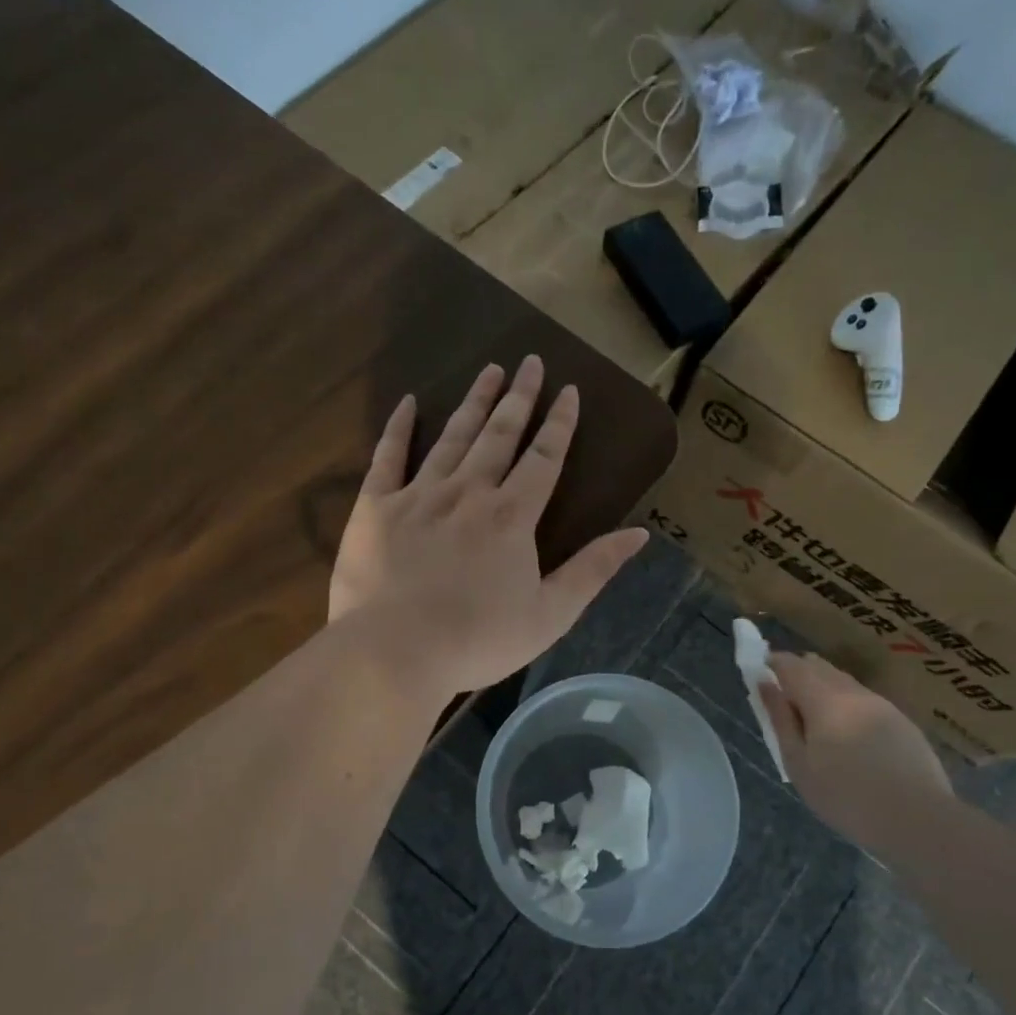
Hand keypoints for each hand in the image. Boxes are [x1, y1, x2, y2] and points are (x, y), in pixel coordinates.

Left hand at [330, 357, 647, 697]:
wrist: (394, 653)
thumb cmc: (478, 640)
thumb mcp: (551, 614)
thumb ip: (594, 570)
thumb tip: (639, 534)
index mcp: (512, 516)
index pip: (543, 458)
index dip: (559, 423)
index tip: (568, 390)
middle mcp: (468, 492)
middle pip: (499, 435)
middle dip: (518, 397)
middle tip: (529, 362)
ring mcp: (419, 495)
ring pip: (452, 437)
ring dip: (473, 402)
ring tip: (489, 370)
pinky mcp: (375, 507)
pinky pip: (388, 457)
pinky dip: (399, 428)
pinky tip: (409, 402)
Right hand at [759, 652, 954, 849]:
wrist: (919, 822)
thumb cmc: (846, 797)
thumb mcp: (798, 764)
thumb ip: (780, 719)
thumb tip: (765, 683)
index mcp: (824, 699)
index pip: (791, 665)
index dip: (772, 663)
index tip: (761, 676)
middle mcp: (854, 692)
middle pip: (819, 667)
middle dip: (798, 674)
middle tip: (785, 703)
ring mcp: (883, 705)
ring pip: (844, 682)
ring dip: (823, 689)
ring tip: (815, 723)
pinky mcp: (903, 722)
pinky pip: (865, 701)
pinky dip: (847, 706)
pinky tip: (849, 738)